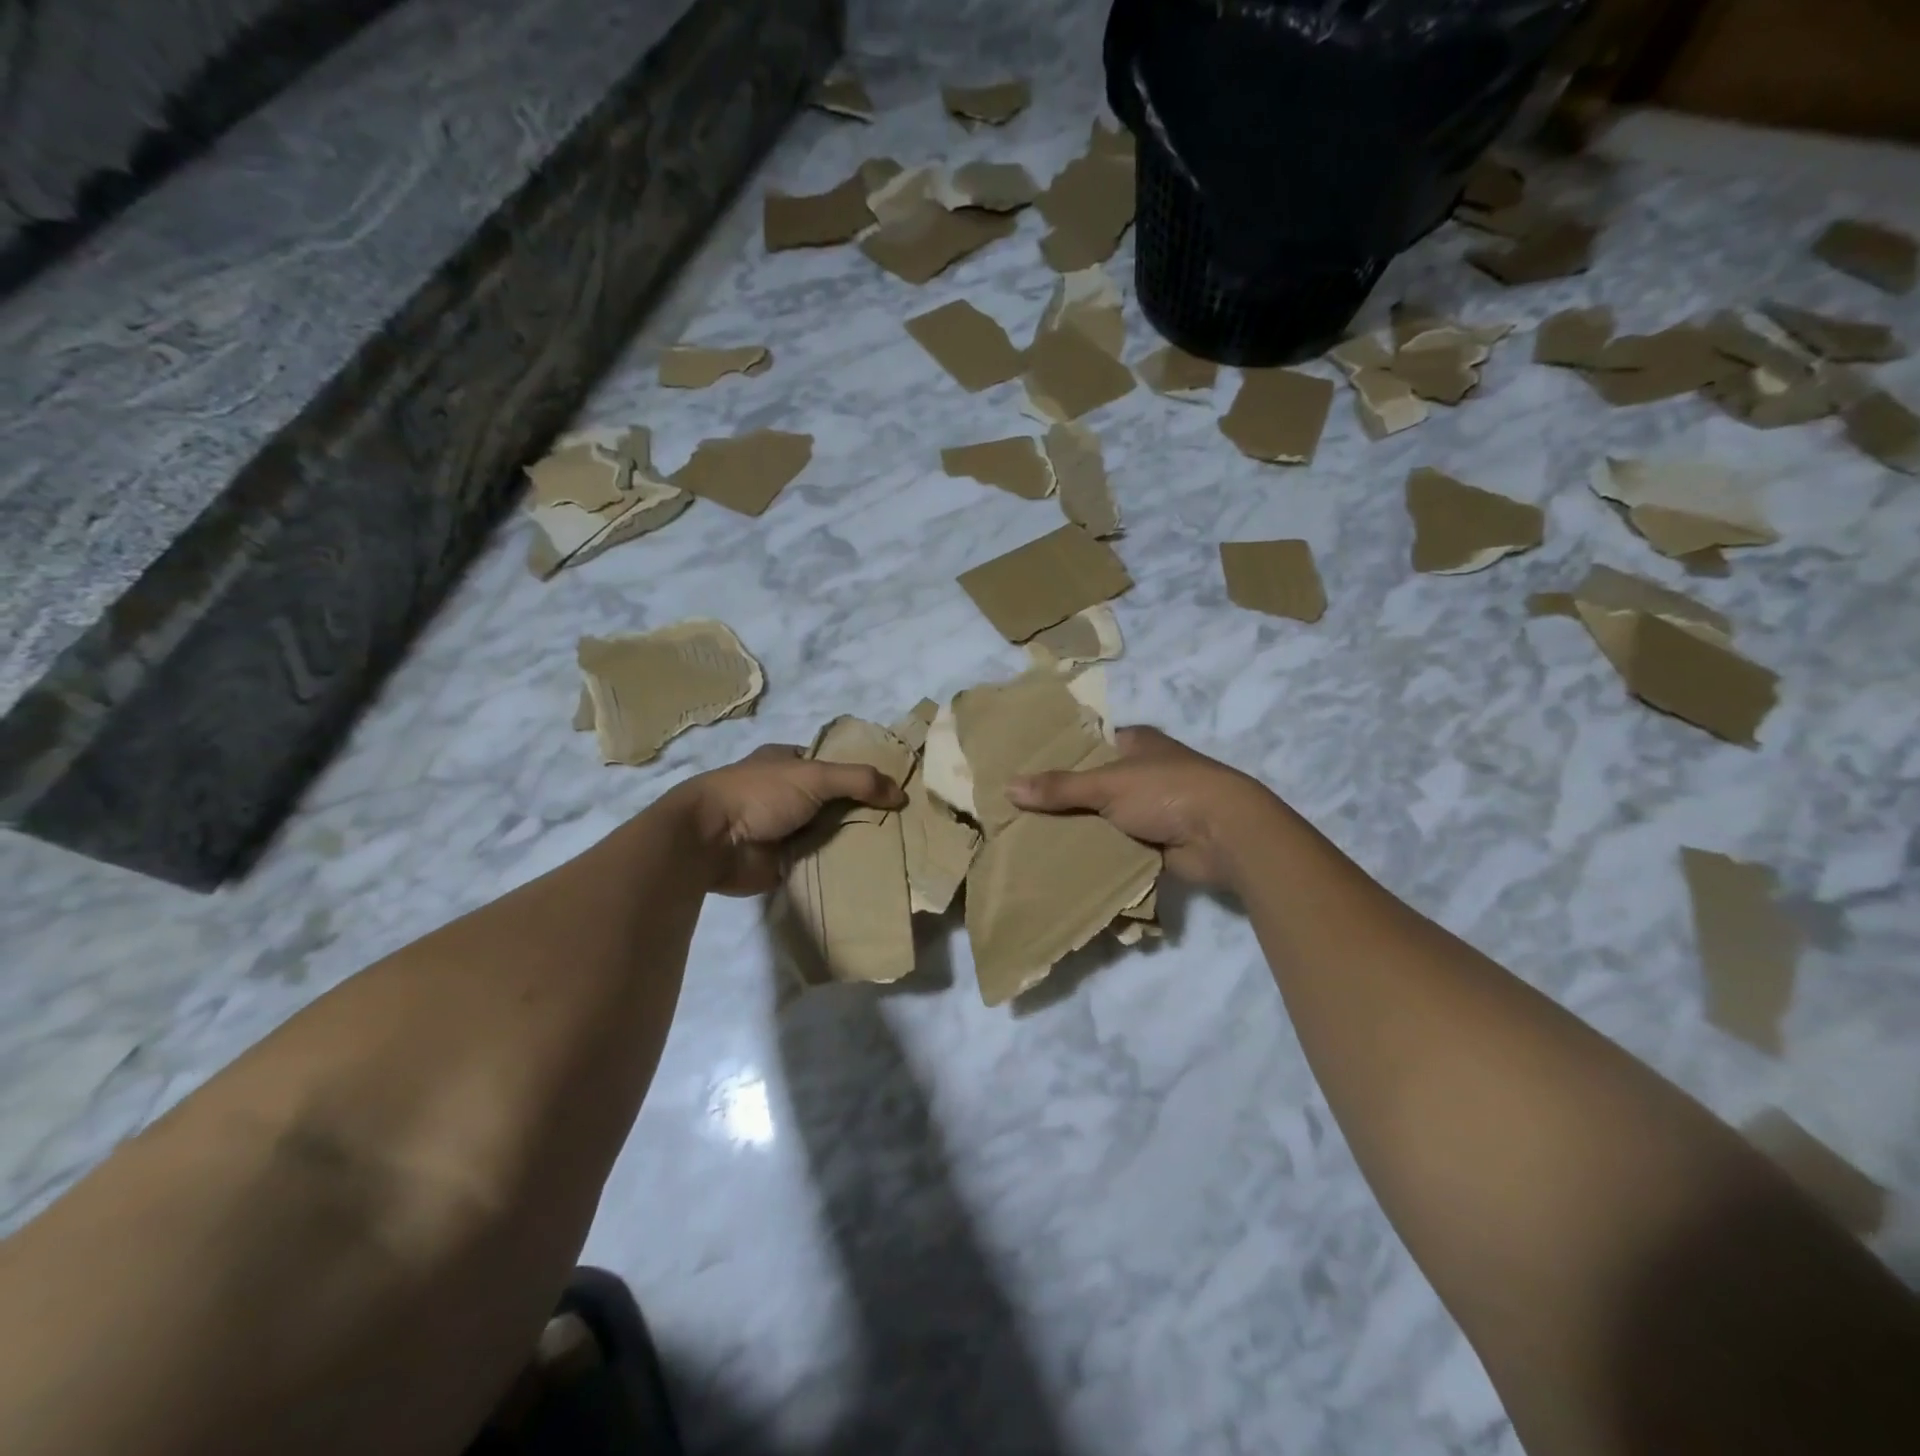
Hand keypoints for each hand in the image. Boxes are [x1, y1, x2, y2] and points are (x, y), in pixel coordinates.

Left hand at [670, 744, 905, 895]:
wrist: (711, 842)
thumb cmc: (759, 794)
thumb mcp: (814, 775)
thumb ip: (858, 780)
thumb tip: (901, 794)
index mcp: (789, 762)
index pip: (836, 764)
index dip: (864, 773)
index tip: (898, 788)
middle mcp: (789, 793)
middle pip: (838, 800)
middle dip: (865, 810)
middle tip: (905, 822)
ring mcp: (787, 829)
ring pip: (832, 832)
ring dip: (856, 840)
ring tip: (899, 848)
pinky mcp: (785, 861)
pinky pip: (822, 862)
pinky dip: (841, 865)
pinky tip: (873, 870)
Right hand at [1006, 726, 1284, 890]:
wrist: (1225, 834)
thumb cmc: (1167, 791)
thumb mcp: (1108, 784)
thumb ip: (1060, 787)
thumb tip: (1010, 787)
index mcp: (1136, 743)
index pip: (1089, 743)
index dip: (1059, 755)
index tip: (1024, 770)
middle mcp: (1143, 772)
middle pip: (1093, 784)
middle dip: (1063, 798)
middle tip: (1018, 811)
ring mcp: (1151, 808)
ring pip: (1103, 817)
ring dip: (1079, 829)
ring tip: (1030, 839)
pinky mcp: (1156, 841)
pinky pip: (1117, 846)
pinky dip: (1097, 853)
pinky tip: (1062, 862)